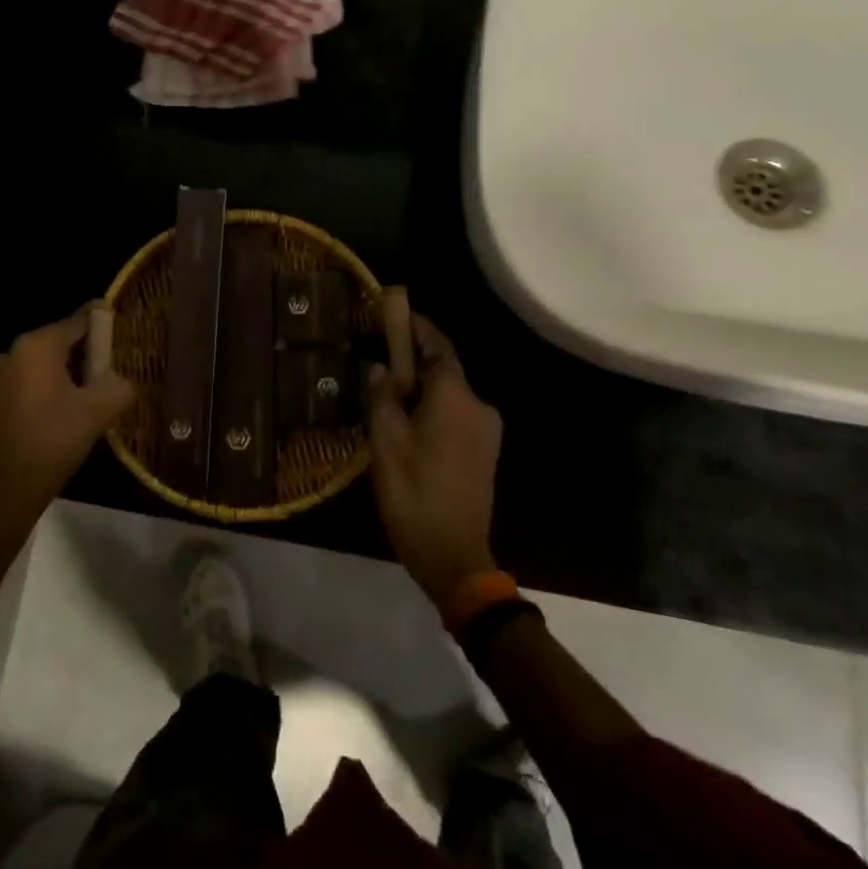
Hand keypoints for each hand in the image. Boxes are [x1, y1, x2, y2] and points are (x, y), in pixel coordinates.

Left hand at [0, 306, 134, 536]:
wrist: (7, 488)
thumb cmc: (54, 439)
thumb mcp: (98, 411)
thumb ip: (119, 386)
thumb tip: (122, 381)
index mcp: (37, 345)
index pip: (77, 321)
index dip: (102, 320)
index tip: (120, 318)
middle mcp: (14, 351)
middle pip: (60, 341)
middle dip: (88, 350)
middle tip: (116, 363)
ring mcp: (0, 376)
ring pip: (45, 363)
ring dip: (70, 371)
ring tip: (97, 388)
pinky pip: (31, 381)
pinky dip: (53, 386)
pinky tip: (71, 406)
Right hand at [367, 315, 502, 602]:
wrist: (454, 555)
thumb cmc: (414, 493)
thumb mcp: (386, 442)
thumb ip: (382, 398)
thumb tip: (380, 369)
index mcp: (455, 397)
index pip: (438, 347)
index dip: (417, 328)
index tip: (396, 313)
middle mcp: (478, 406)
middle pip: (445, 370)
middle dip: (415, 360)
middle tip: (381, 359)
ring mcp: (487, 431)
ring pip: (450, 395)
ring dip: (423, 388)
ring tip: (388, 395)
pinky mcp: (486, 452)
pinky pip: (457, 415)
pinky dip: (434, 409)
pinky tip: (409, 424)